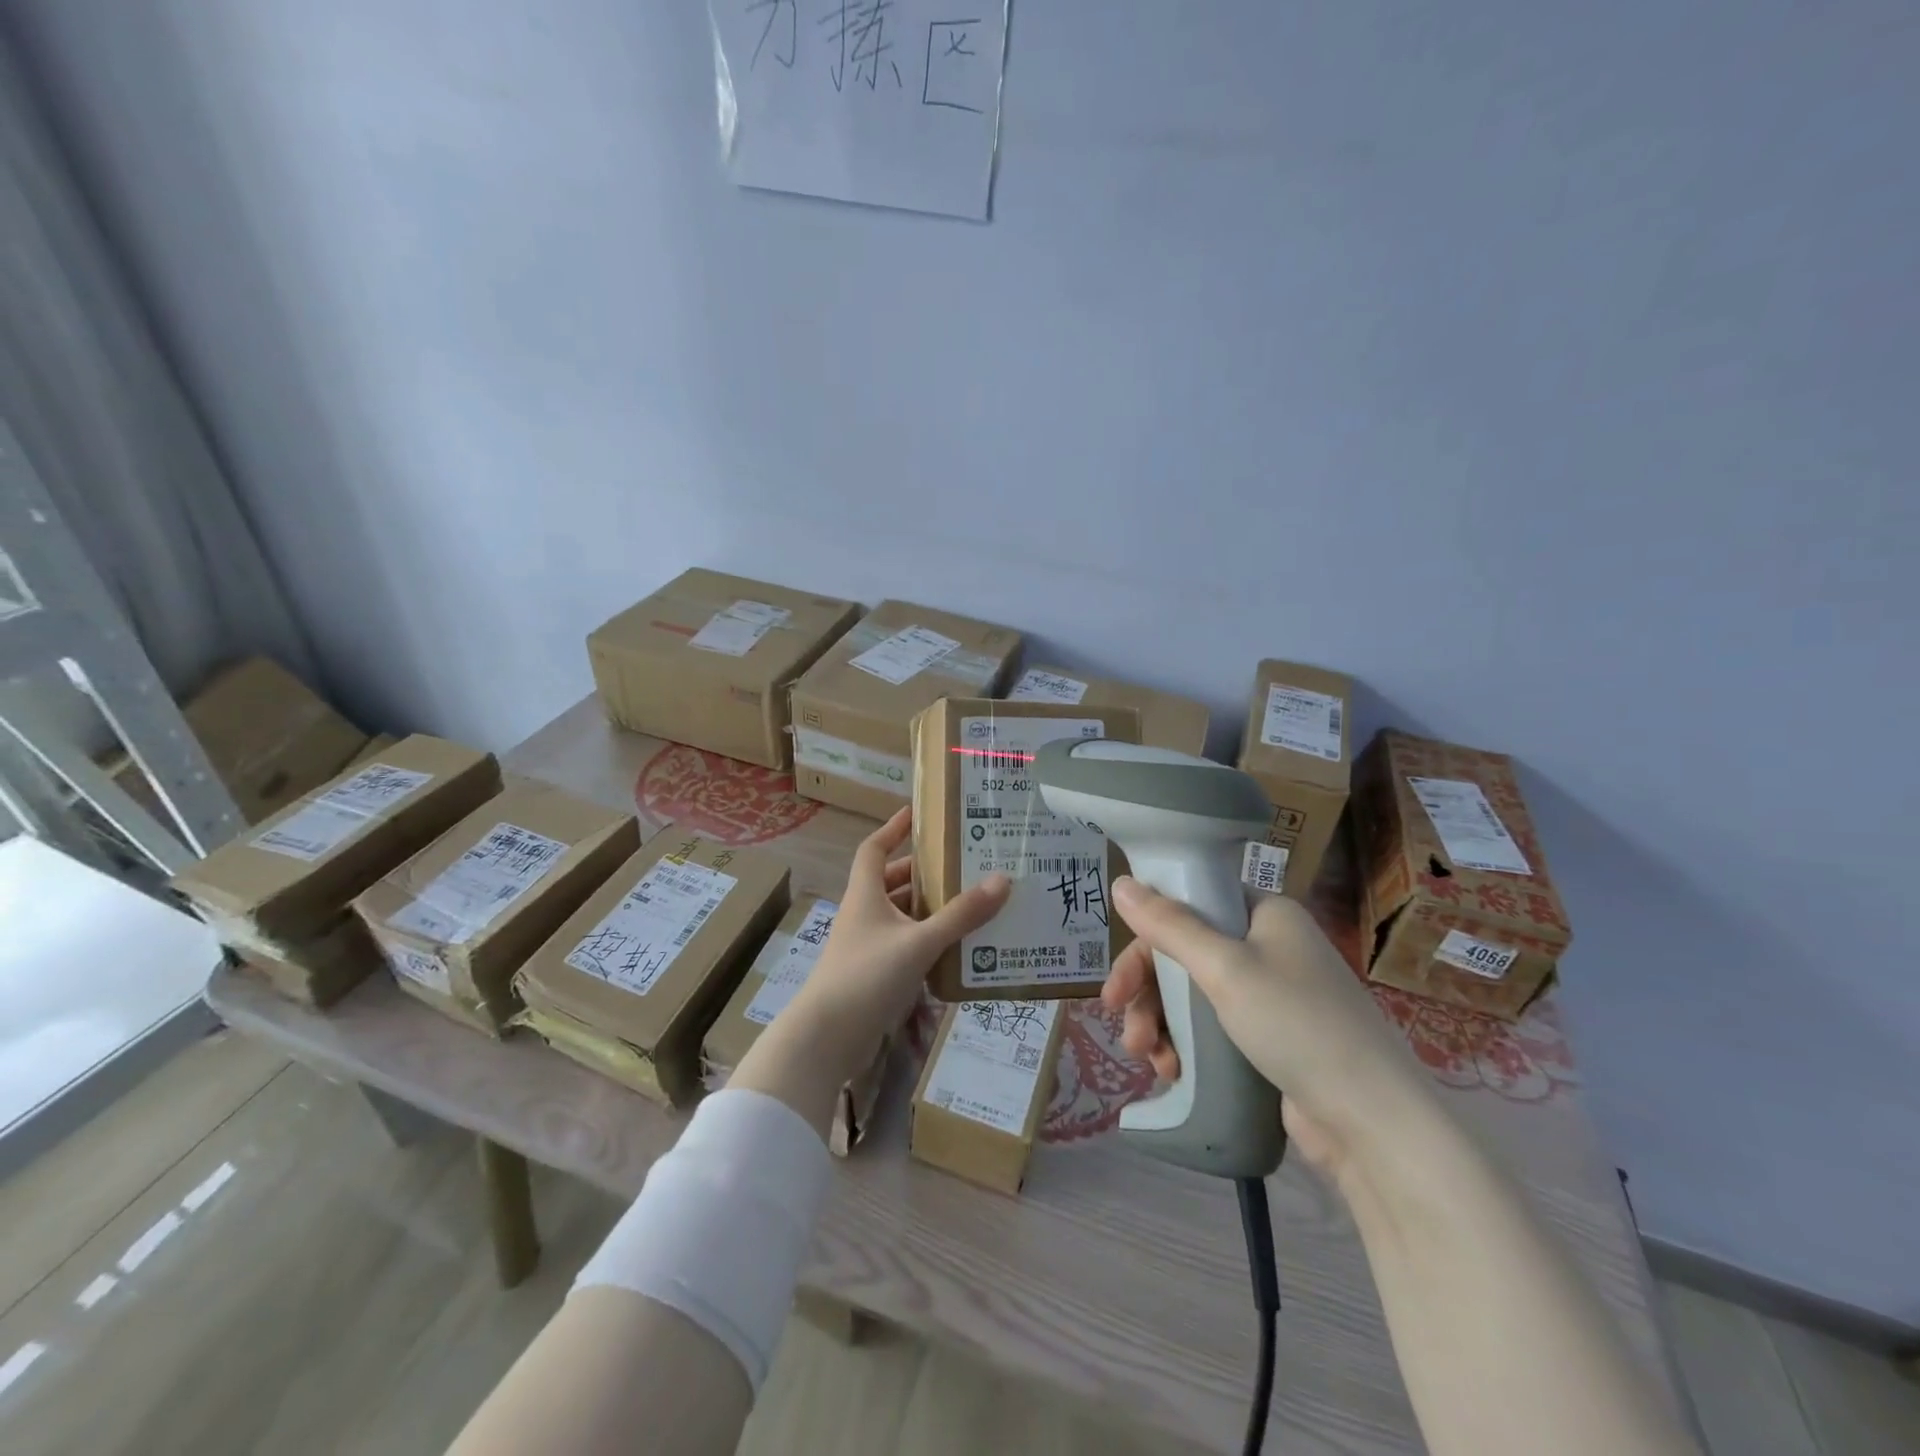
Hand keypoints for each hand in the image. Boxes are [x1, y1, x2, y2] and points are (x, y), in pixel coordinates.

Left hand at [733, 809, 1010, 1134]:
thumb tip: (1002, 880)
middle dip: (925, 873)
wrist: (826, 1039)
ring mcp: (868, 946)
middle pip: (893, 882)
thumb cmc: (867, 976)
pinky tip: (959, 948)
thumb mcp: (919, 942)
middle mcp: (864, 914)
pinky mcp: (875, 976)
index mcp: (865, 895)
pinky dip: (929, 942)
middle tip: (964, 864)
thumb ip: (961, 915)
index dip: (894, 828)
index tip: (919, 813)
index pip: (875, 848)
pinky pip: (906, 947)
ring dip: (931, 910)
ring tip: (972, 903)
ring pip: (902, 917)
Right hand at [1102, 877, 1434, 1184]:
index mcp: (1265, 913)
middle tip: (1121, 1025)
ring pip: (1192, 995)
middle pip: (1184, 954)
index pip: (1190, 906)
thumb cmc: (1297, 1024)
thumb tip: (1120, 882)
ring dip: (1160, 1024)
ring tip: (1150, 1060)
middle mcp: (1267, 946)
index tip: (1118, 980)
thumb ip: (1169, 926)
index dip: (1147, 938)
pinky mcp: (1270, 1039)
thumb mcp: (1225, 968)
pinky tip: (1172, 1071)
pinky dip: (1185, 1045)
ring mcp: (1270, 995)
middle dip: (1148, 993)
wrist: (1372, 1123)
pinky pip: (1211, 1028)